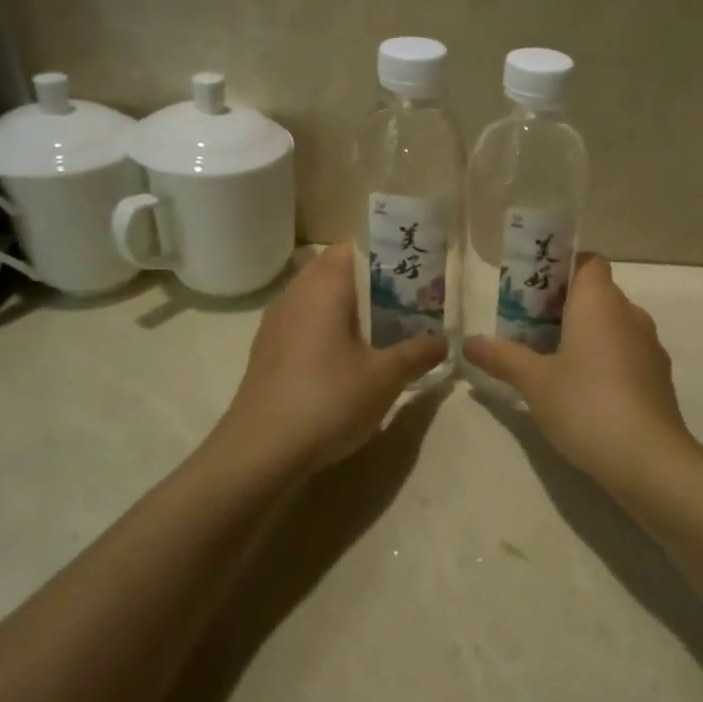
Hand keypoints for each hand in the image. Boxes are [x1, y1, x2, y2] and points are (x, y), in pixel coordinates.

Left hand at [216, 244, 446, 471]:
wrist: (259, 453)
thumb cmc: (328, 399)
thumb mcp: (385, 377)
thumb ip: (417, 353)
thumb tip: (443, 341)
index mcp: (323, 287)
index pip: (355, 248)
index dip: (386, 255)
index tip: (415, 273)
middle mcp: (295, 295)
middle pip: (337, 273)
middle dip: (373, 284)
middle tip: (408, 303)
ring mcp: (276, 324)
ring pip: (319, 300)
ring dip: (350, 310)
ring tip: (385, 331)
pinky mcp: (267, 353)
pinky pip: (305, 325)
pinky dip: (329, 331)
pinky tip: (349, 360)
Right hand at [465, 254, 701, 492]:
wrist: (648, 458)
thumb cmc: (585, 404)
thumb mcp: (534, 381)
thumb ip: (502, 357)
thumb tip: (469, 342)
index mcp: (599, 301)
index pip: (588, 262)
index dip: (563, 268)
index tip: (536, 291)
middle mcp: (629, 313)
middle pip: (597, 294)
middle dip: (565, 306)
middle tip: (531, 329)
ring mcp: (649, 345)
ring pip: (613, 325)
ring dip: (587, 335)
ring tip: (553, 362)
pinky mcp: (659, 376)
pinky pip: (627, 352)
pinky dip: (606, 359)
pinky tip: (585, 392)